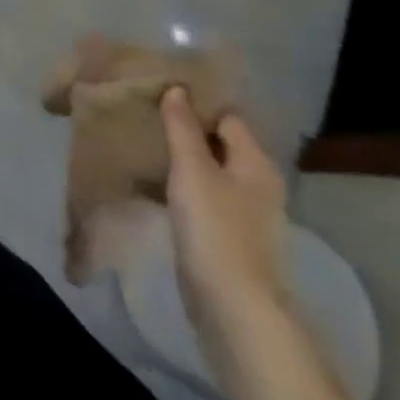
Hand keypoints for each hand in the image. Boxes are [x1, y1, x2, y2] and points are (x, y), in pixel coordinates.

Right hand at [160, 86, 289, 372]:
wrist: (234, 310)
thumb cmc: (216, 230)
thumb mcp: (192, 170)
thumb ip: (183, 128)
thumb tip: (178, 89)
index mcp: (256, 163)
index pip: (227, 116)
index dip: (197, 101)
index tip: (159, 90)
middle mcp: (257, 184)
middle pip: (219, 143)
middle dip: (185, 129)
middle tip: (145, 114)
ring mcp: (245, 214)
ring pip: (208, 171)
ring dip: (180, 158)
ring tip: (142, 143)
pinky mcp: (227, 237)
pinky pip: (202, 197)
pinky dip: (180, 186)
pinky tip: (152, 183)